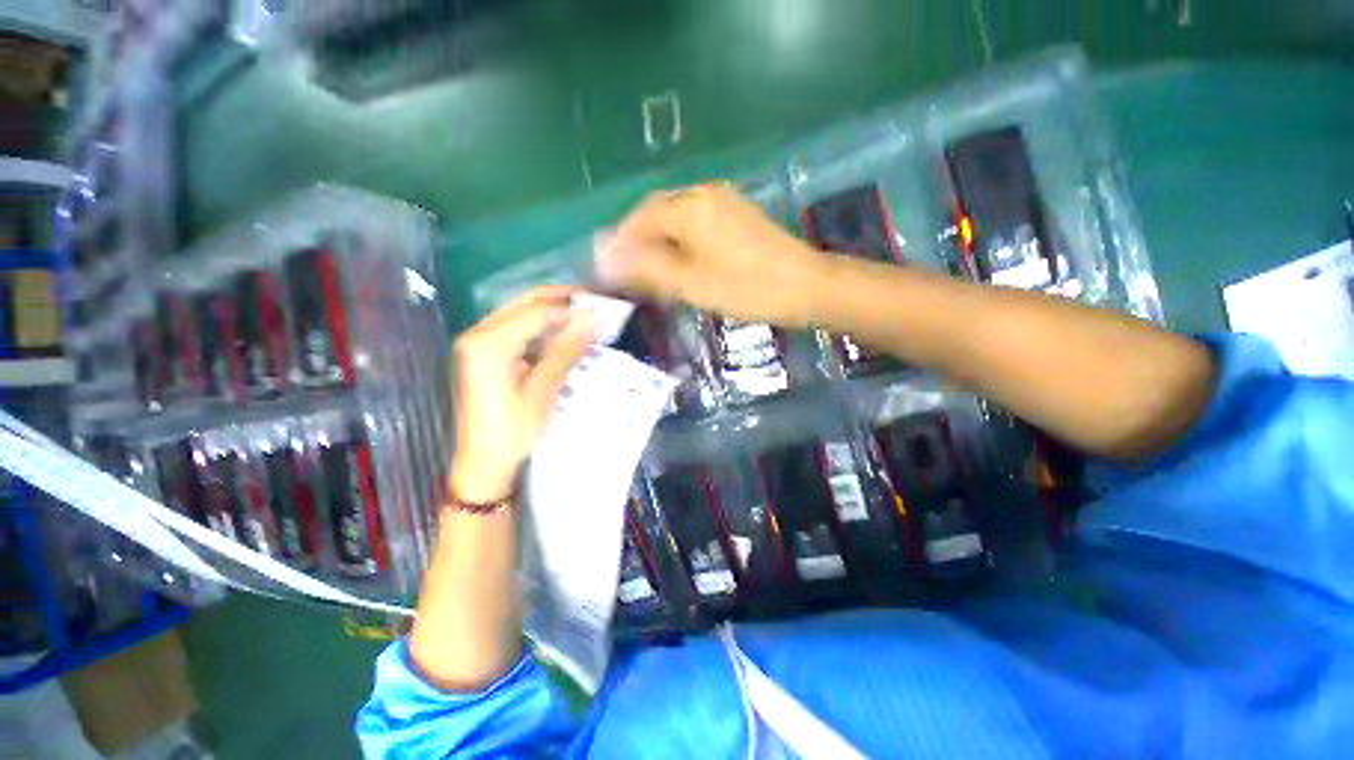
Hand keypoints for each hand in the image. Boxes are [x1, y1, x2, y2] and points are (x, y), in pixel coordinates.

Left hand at [450, 286, 595, 502]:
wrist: (483, 464)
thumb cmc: (512, 432)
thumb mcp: (543, 391)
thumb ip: (565, 350)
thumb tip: (593, 319)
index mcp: (488, 344)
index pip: (536, 311)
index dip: (572, 308)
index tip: (603, 309)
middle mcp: (478, 334)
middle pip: (525, 303)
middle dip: (562, 299)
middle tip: (595, 303)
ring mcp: (479, 342)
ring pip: (521, 312)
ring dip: (554, 311)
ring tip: (586, 316)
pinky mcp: (485, 353)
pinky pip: (517, 328)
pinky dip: (543, 327)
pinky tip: (564, 332)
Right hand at [594, 182, 829, 326]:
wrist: (806, 286)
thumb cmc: (746, 288)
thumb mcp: (691, 282)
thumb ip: (647, 266)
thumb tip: (606, 255)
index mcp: (689, 207)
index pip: (640, 218)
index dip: (621, 242)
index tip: (609, 269)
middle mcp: (703, 193)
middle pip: (657, 213)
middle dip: (639, 241)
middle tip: (629, 273)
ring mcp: (724, 201)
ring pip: (677, 217)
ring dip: (659, 241)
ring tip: (651, 272)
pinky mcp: (738, 214)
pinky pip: (696, 221)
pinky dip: (680, 240)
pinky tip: (681, 262)